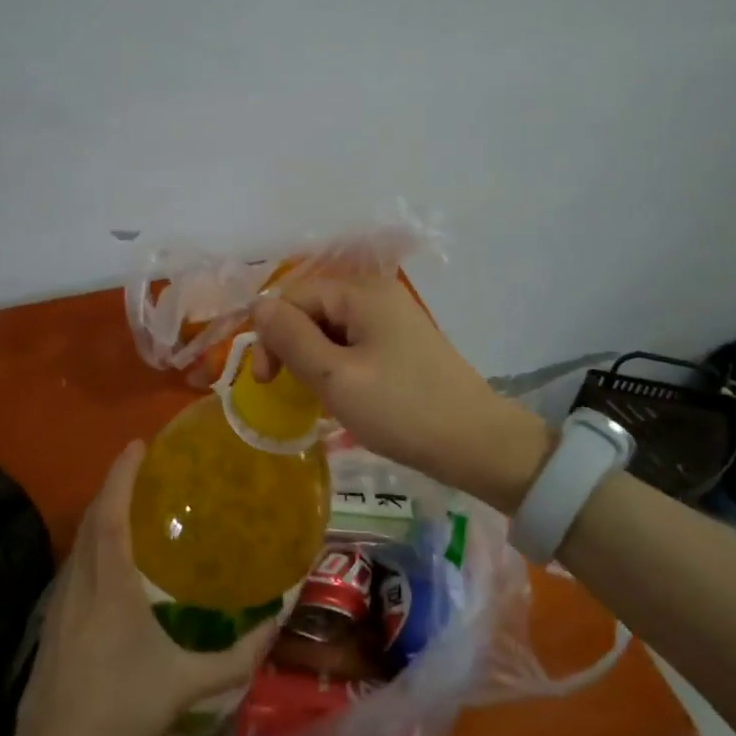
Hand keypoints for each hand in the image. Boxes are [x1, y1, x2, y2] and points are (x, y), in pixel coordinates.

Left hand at [11, 441, 273, 735]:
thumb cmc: (120, 712)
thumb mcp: (185, 685)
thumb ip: (234, 658)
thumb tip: (274, 627)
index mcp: (110, 587)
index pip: (111, 515)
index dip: (121, 476)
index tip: (138, 445)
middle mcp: (82, 582)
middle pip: (92, 517)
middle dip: (113, 483)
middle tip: (142, 464)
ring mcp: (61, 601)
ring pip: (79, 539)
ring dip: (101, 510)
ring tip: (131, 499)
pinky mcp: (53, 620)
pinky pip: (75, 561)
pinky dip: (92, 539)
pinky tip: (110, 554)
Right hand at [251, 276, 554, 510]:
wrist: (477, 443)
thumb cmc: (401, 410)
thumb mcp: (335, 377)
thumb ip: (291, 338)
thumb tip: (258, 305)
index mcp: (361, 292)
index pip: (293, 297)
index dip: (271, 334)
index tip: (266, 383)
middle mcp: (377, 294)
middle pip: (312, 310)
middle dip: (291, 347)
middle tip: (288, 392)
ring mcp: (393, 318)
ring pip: (331, 330)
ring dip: (313, 360)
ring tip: (315, 398)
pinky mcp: (402, 343)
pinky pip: (353, 344)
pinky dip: (336, 366)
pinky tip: (340, 395)